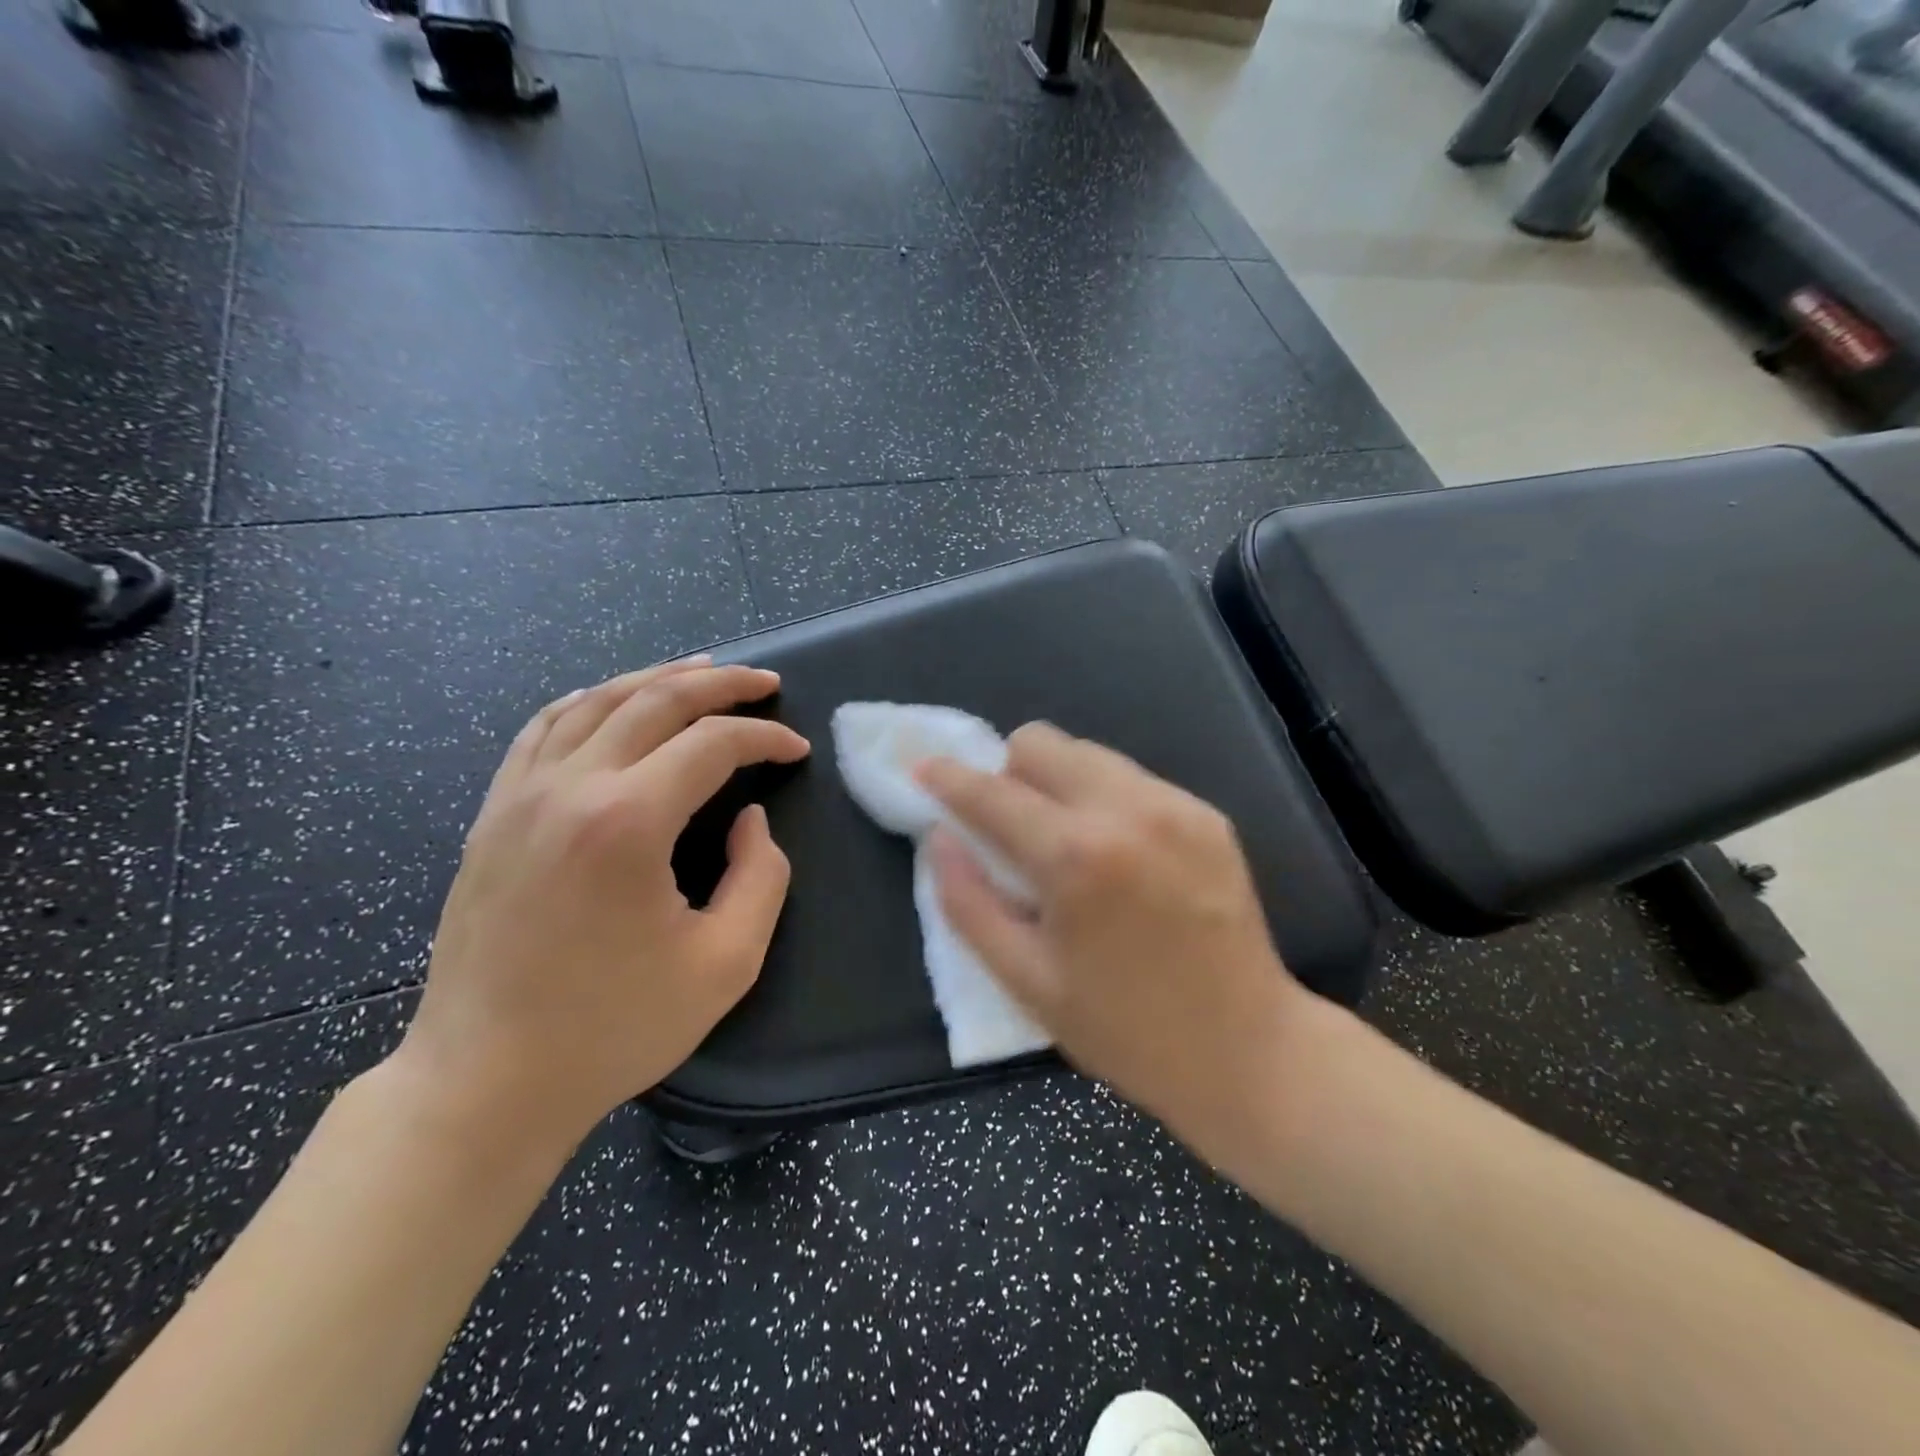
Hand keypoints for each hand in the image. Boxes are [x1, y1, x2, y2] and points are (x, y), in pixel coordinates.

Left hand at [393, 658, 810, 1152]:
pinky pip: (543, 729)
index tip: (796, 750)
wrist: (486, 1080)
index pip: (712, 744)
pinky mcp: (492, 815)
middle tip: (766, 683)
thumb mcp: (726, 963)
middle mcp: (569, 788)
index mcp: (627, 822)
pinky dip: (590, 701)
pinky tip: (613, 701)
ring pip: (596, 701)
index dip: (765, 737)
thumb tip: (749, 819)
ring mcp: (520, 796)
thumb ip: (760, 877)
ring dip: (657, 678)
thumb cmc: (614, 1028)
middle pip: (655, 700)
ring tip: (703, 671)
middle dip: (722, 684)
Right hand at [919, 723, 1310, 1163]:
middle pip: (1042, 742)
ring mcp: (1176, 805)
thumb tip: (938, 839)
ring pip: (1088, 753)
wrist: (1250, 1050)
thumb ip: (967, 902)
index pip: (992, 792)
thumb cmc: (1124, 1030)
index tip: (924, 769)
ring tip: (1065, 840)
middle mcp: (1128, 810)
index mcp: (1076, 857)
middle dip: (1009, 772)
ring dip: (1057, 782)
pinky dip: (1104, 799)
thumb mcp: (1026, 980)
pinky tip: (1117, 855)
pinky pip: (1132, 779)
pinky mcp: (1208, 814)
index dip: (948, 778)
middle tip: (1009, 825)